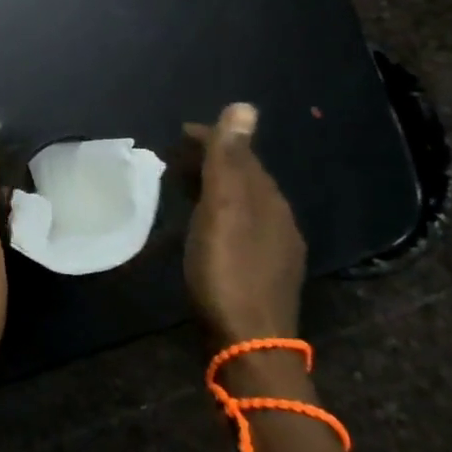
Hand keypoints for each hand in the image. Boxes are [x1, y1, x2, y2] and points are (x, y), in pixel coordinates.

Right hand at [183, 104, 305, 349]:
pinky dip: (217, 212)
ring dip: (214, 187)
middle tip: (173, 156)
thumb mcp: (223, 208)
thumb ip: (229, 159)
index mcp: (270, 201)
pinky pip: (238, 226)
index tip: (178, 132)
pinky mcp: (261, 274)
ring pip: (242, 203)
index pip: (242, 154)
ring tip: (182, 184)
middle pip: (244, 178)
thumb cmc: (228, 270)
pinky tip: (202, 224)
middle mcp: (278, 221)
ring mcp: (273, 250)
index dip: (212, 138)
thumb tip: (244, 106)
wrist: (248, 344)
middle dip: (212, 161)